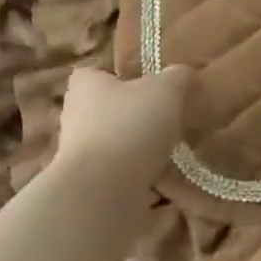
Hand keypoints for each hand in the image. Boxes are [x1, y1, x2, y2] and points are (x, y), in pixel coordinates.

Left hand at [53, 66, 191, 190]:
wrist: (103, 188)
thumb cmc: (130, 125)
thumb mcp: (166, 89)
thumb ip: (178, 77)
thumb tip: (184, 74)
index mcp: (86, 85)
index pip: (98, 72)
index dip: (123, 76)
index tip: (149, 85)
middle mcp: (76, 115)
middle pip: (108, 108)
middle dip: (134, 113)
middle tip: (169, 117)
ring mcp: (81, 151)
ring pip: (116, 141)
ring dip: (140, 146)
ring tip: (174, 150)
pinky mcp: (91, 181)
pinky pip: (123, 172)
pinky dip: (143, 174)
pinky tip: (168, 178)